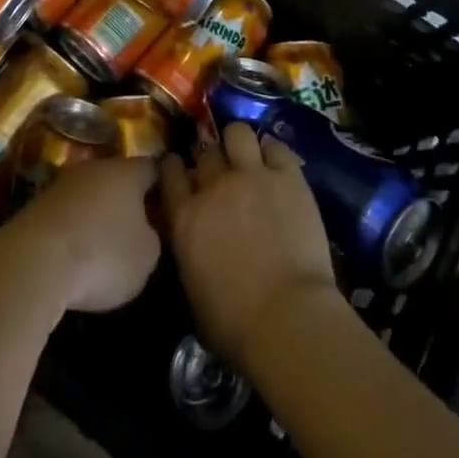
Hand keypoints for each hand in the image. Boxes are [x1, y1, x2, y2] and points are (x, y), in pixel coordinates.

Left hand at [0, 158, 161, 313]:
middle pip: (119, 178)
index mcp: (128, 172)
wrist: (33, 261)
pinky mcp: (37, 204)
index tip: (169, 202)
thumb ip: (153, 237)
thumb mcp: (146, 256)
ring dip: (98, 213)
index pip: (153, 168)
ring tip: (105, 242)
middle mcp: (95, 167)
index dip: (163, 184)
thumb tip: (144, 230)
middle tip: (139, 225)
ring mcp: (63, 183)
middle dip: (128, 199)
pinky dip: (74, 228)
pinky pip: (67, 212)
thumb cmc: (101, 254)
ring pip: (90, 194)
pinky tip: (75, 252)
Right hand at [160, 124, 338, 368]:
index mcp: (185, 216)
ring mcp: (252, 175)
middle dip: (211, 159)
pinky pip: (277, 147)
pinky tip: (277, 166)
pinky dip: (274, 153)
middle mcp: (214, 186)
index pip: (170, 172)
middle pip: (206, 152)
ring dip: (239, 144)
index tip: (182, 169)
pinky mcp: (288, 176)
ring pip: (237, 133)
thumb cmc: (234, 324)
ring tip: (248, 159)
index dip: (175, 167)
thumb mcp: (192, 290)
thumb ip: (188, 252)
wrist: (286, 319)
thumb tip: (194, 244)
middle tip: (222, 173)